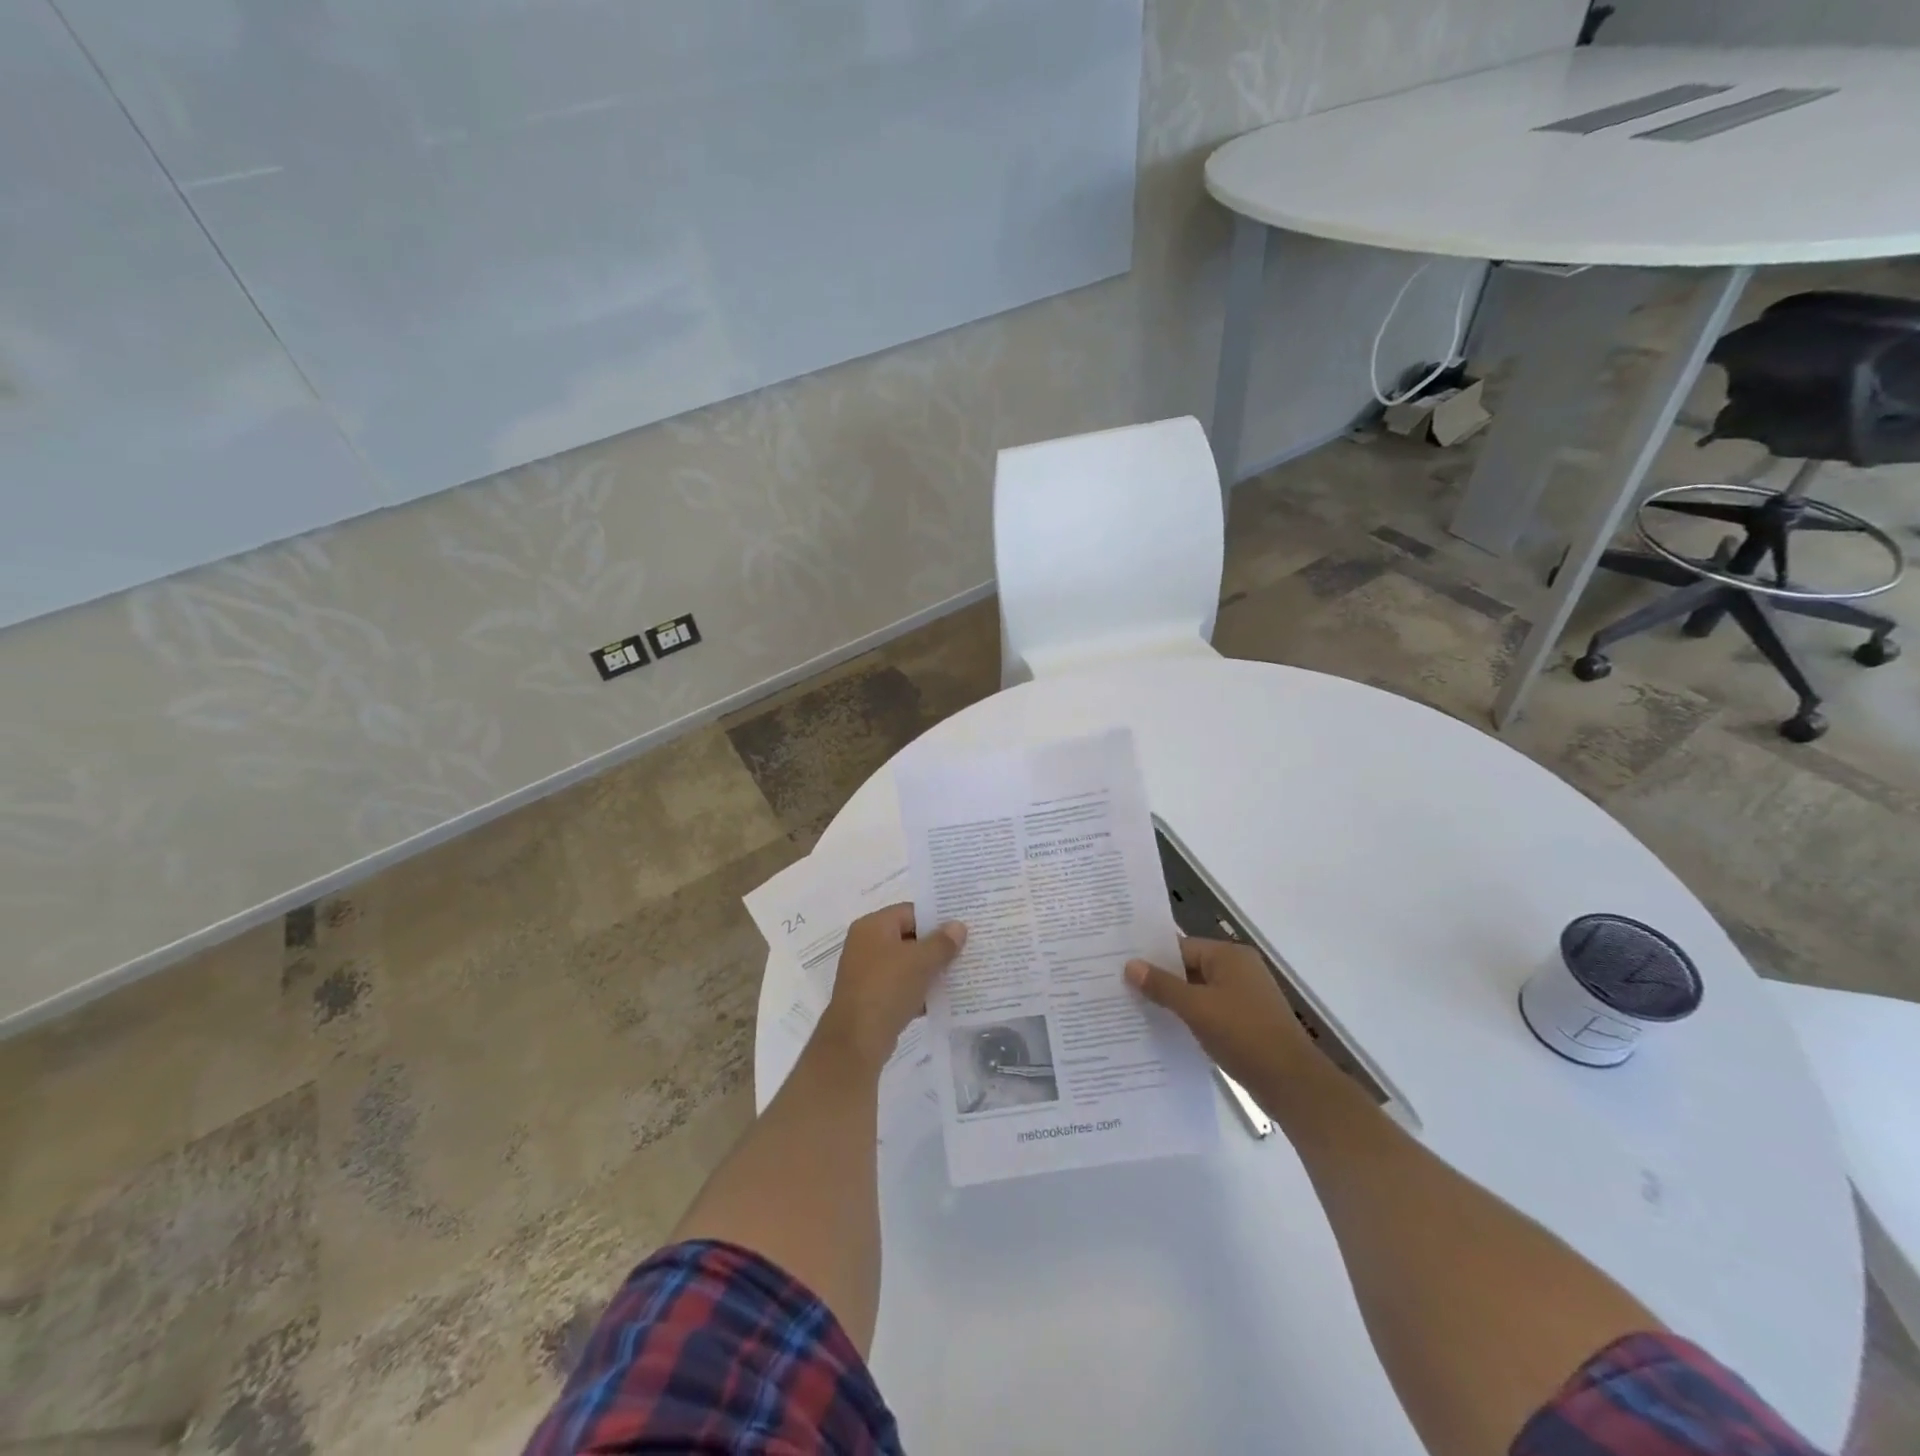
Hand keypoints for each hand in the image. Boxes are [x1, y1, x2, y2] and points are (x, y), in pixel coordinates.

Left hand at [818, 904, 966, 1071]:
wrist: (857, 1040)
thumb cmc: (887, 988)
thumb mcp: (921, 961)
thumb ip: (942, 942)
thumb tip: (958, 926)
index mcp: (873, 926)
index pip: (910, 912)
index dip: (936, 918)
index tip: (961, 928)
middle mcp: (865, 944)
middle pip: (908, 937)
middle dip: (935, 946)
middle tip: (965, 951)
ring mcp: (866, 972)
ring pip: (905, 964)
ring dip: (928, 970)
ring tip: (958, 974)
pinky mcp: (870, 997)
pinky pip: (899, 986)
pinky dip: (918, 990)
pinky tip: (940, 999)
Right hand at [1125, 938, 1317, 1096]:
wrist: (1293, 1084)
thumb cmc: (1243, 1035)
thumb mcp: (1196, 1008)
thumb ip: (1162, 986)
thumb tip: (1130, 965)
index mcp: (1229, 956)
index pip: (1180, 947)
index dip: (1151, 958)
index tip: (1120, 968)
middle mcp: (1238, 969)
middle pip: (1188, 968)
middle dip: (1159, 981)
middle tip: (1121, 989)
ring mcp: (1245, 997)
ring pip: (1198, 992)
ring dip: (1173, 1002)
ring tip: (1136, 1011)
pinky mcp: (1247, 1022)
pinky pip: (1210, 1011)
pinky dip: (1190, 1018)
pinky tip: (1166, 1031)